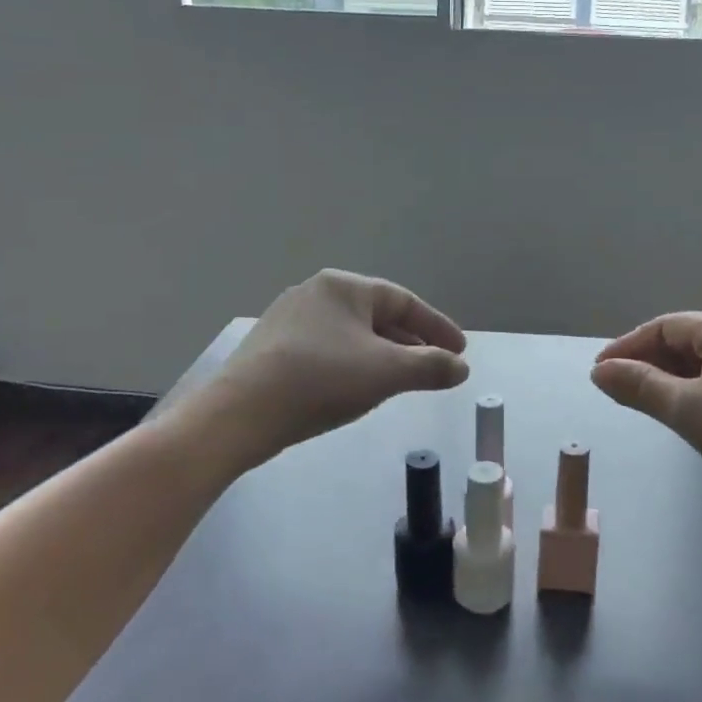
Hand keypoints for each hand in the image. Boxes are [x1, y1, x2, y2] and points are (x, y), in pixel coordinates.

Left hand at [172, 270, 468, 467]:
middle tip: (435, 367)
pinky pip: (327, 349)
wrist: (240, 414)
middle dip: (411, 343)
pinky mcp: (271, 348)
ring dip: (383, 356)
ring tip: (403, 381)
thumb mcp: (387, 372)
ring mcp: (288, 319)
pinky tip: (356, 388)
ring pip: (351, 335)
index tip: (460, 351)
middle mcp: (315, 293)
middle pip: (377, 317)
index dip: (437, 327)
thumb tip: (461, 367)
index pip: (404, 301)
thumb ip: (431, 367)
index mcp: (344, 287)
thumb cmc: (322, 380)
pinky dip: (353, 364)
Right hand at [591, 311, 701, 526]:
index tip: (598, 373)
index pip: (663, 327)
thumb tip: (600, 371)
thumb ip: (640, 386)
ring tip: (640, 403)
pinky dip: (692, 392)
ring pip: (700, 363)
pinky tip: (680, 413)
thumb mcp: (688, 410)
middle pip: (682, 341)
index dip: (627, 347)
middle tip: (615, 391)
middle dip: (646, 364)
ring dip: (668, 380)